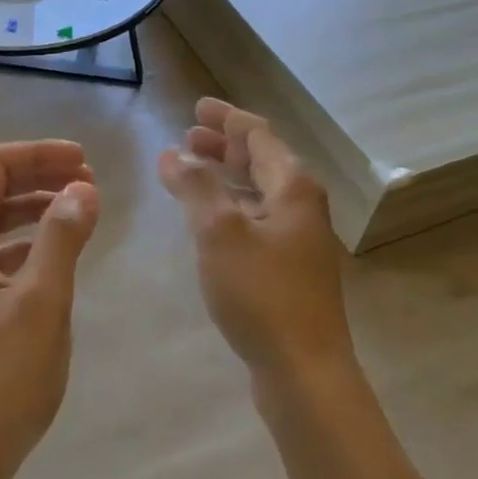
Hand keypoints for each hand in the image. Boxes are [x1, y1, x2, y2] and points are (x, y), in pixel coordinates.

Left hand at [0, 141, 99, 478]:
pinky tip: (54, 257)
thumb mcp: (42, 301)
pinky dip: (24, 244)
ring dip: (34, 210)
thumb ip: (62, 237)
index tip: (85, 161)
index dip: (40, 154)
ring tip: (79, 213)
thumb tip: (83, 189)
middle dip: (39, 178)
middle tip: (89, 182)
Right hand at [157, 99, 354, 386]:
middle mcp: (301, 206)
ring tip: (192, 170)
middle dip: (224, 145)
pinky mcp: (289, 269)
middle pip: (262, 160)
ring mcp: (298, 239)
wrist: (304, 370)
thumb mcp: (220, 232)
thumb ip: (195, 187)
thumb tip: (173, 154)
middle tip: (188, 136)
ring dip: (226, 175)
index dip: (227, 118)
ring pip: (258, 191)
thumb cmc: (262, 293)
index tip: (197, 108)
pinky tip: (209, 220)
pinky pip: (256, 219)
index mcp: (292, 187)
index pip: (258, 136)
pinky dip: (231, 206)